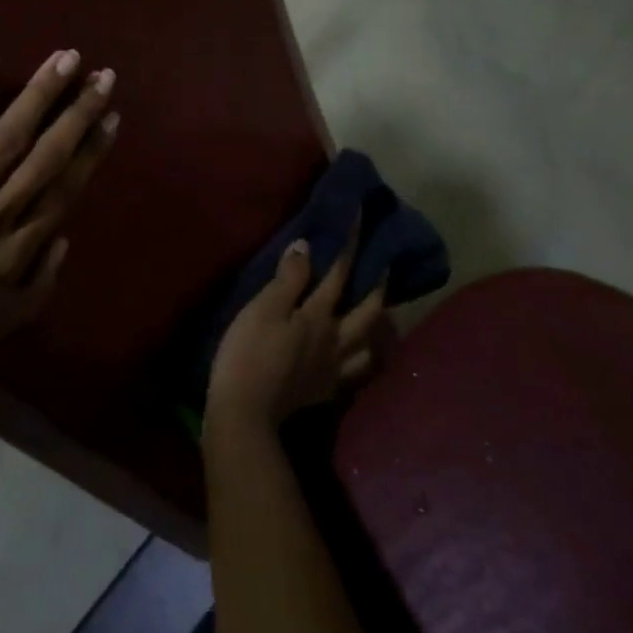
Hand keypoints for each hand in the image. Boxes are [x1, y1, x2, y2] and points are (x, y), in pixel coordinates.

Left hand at [0, 50, 117, 390]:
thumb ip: (37, 285)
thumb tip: (63, 239)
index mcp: (17, 250)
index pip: (64, 187)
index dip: (90, 149)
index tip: (110, 117)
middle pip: (46, 154)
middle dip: (78, 111)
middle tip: (102, 75)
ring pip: (7, 137)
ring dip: (39, 95)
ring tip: (64, 60)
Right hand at [205, 231, 387, 431]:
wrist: (245, 412)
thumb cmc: (248, 353)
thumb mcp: (263, 308)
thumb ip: (288, 279)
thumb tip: (308, 246)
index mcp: (318, 316)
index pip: (339, 274)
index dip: (350, 246)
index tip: (362, 220)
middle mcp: (335, 341)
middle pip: (366, 312)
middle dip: (378, 288)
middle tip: (388, 269)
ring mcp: (332, 369)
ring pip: (367, 346)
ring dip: (379, 328)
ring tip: (382, 316)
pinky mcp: (323, 391)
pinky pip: (354, 373)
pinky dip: (363, 361)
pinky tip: (358, 358)